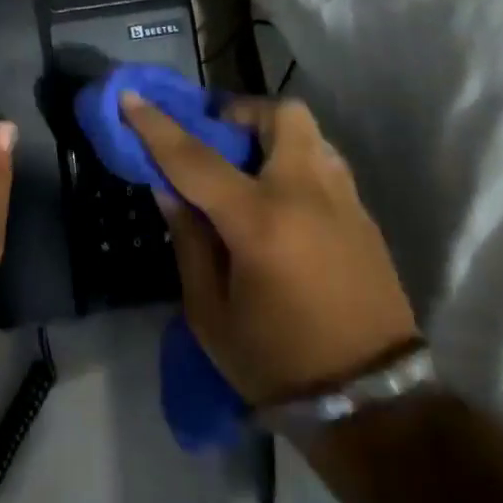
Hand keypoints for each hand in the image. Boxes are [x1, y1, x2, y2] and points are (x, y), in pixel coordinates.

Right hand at [121, 92, 417, 405]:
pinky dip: (294, 163)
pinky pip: (325, 164)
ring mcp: (344, 203)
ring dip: (271, 136)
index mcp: (259, 222)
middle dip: (242, 114)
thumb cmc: (275, 362)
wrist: (371, 405)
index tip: (131, 97)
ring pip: (310, 134)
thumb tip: (169, 189)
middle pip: (282, 115)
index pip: (195, 158)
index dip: (156, 125)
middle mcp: (307, 196)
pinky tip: (278, 202)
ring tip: (246, 170)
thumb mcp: (209, 312)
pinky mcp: (365, 219)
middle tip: (217, 140)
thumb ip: (188, 240)